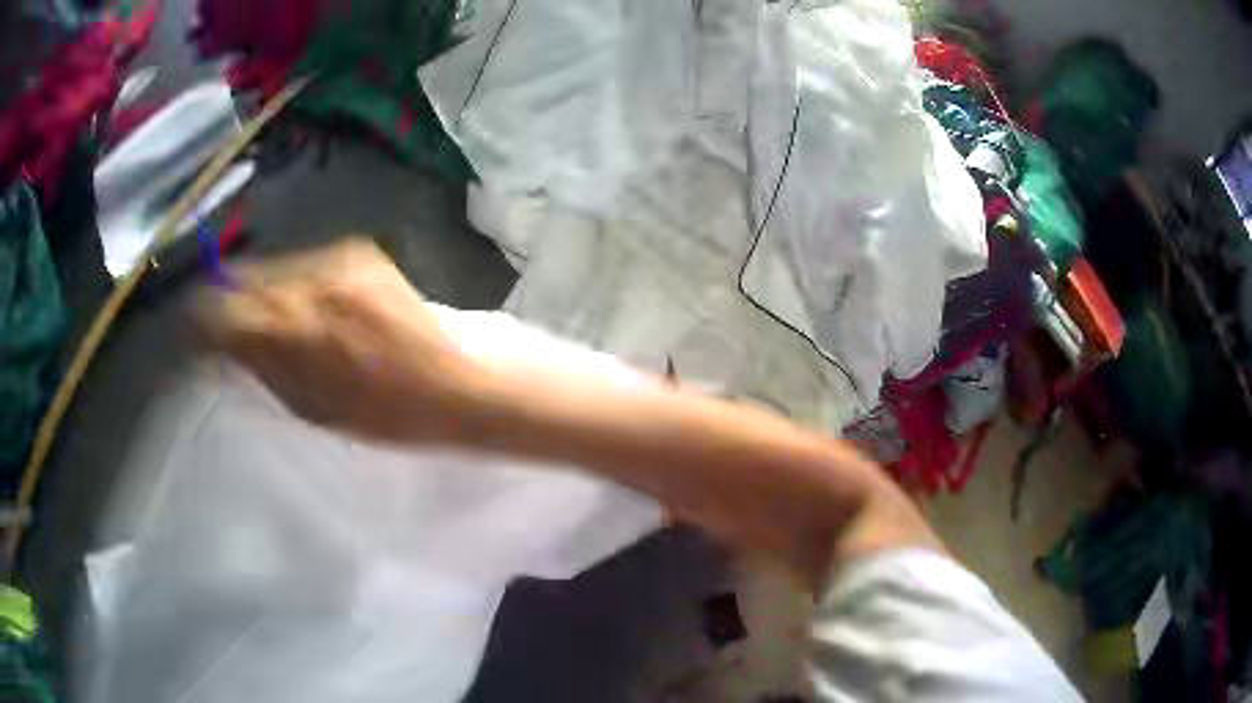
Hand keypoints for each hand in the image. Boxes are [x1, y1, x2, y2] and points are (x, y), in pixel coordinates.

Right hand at [196, 238, 479, 442]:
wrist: (463, 380)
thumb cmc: (390, 415)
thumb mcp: (313, 409)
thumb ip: (264, 370)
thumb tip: (225, 347)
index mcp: (291, 329)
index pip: (218, 310)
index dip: (199, 323)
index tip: (194, 337)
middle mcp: (307, 280)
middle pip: (241, 278)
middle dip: (230, 303)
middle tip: (230, 330)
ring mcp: (336, 258)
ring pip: (274, 267)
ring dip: (264, 291)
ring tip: (278, 324)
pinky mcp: (359, 249)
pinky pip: (307, 263)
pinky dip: (298, 283)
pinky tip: (315, 309)